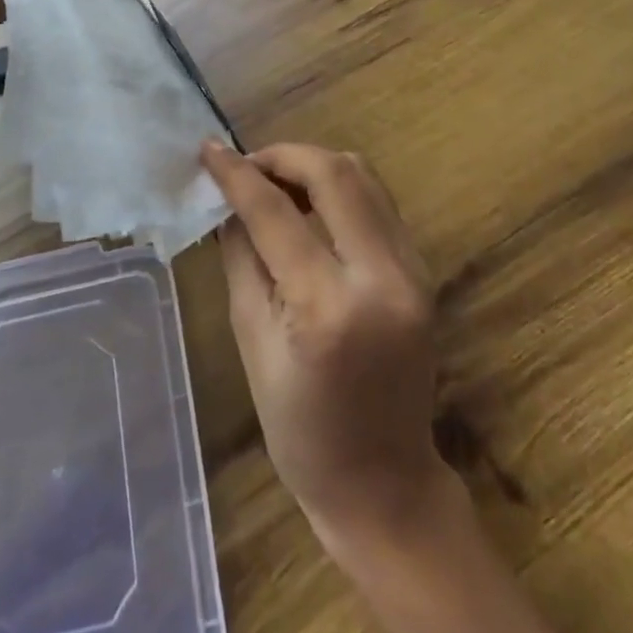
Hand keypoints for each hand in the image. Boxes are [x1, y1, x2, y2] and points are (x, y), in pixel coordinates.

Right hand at [199, 140, 447, 553]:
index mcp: (329, 308)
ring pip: (363, 177)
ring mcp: (413, 271)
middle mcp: (382, 277)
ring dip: (313, 166)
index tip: (209, 149)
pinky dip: (339, 189)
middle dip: (283, 155)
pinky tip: (310, 206)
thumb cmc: (301, 431)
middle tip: (246, 166)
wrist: (384, 483)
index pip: (276, 213)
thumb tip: (228, 200)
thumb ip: (241, 258)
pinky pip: (378, 203)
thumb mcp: (253, 342)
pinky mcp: (423, 271)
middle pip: (334, 173)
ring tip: (274, 182)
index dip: (237, 174)